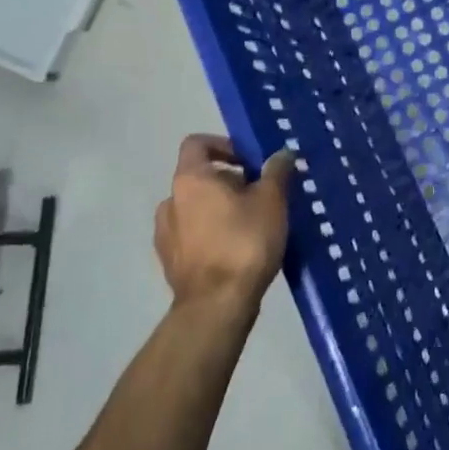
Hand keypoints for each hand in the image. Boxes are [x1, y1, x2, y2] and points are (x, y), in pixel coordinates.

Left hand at [154, 135, 294, 315]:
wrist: (217, 305)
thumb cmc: (244, 241)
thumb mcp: (272, 200)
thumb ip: (276, 171)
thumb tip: (282, 153)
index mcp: (190, 179)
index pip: (197, 144)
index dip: (224, 145)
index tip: (249, 162)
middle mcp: (171, 201)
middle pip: (200, 177)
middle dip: (230, 182)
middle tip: (260, 196)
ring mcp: (166, 234)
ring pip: (196, 208)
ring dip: (219, 209)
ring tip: (250, 225)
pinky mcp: (170, 262)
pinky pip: (192, 236)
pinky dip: (211, 234)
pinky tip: (236, 250)